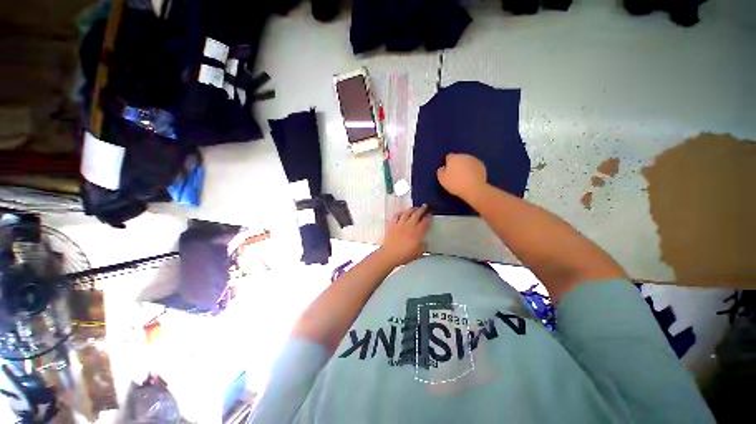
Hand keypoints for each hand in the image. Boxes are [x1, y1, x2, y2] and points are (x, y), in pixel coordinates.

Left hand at [380, 205, 430, 266]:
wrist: (389, 254)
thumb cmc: (404, 255)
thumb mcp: (419, 253)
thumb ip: (423, 246)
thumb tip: (425, 243)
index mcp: (417, 232)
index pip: (425, 222)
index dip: (429, 217)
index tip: (430, 214)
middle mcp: (409, 226)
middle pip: (416, 214)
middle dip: (422, 209)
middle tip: (425, 206)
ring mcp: (400, 224)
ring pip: (407, 213)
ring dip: (412, 209)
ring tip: (415, 207)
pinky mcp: (392, 225)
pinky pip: (396, 216)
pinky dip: (400, 213)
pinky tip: (402, 212)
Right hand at [437, 153, 487, 202]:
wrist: (474, 189)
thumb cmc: (455, 183)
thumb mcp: (442, 179)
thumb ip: (440, 171)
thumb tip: (443, 168)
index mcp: (453, 158)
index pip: (449, 157)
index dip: (448, 163)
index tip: (448, 171)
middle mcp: (464, 156)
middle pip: (459, 158)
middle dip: (457, 164)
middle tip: (456, 175)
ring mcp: (474, 160)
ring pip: (467, 162)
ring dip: (465, 167)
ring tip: (464, 177)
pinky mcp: (482, 165)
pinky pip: (474, 166)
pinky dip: (472, 170)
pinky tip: (471, 178)